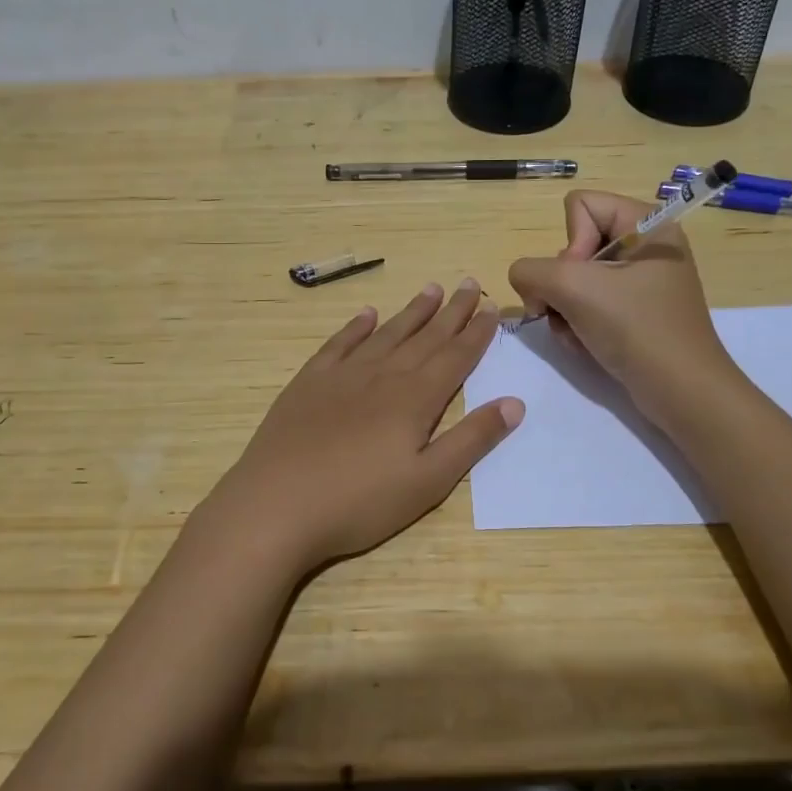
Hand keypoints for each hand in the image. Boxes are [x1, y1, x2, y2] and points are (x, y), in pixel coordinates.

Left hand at [196, 280, 523, 578]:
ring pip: (386, 334)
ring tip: (431, 289)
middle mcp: (382, 376)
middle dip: (451, 312)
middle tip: (470, 284)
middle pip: (424, 337)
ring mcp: (342, 375)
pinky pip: (339, 344)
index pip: (455, 357)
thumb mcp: (428, 482)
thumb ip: (472, 440)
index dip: (476, 333)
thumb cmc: (359, 502)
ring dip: (411, 312)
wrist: (276, 505)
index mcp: (415, 399)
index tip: (491, 308)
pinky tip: (367, 314)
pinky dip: (356, 327)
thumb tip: (515, 402)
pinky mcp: (308, 383)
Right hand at [507, 191, 735, 420]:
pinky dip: (577, 324)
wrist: (682, 392)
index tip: (582, 280)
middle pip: (573, 245)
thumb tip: (524, 281)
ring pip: (574, 279)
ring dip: (564, 309)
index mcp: (647, 224)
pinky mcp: (634, 312)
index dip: (570, 243)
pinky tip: (585, 344)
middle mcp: (645, 246)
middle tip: (569, 312)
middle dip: (561, 284)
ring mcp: (640, 281)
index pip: (580, 206)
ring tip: (576, 334)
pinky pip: (588, 304)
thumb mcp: (574, 289)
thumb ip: (531, 271)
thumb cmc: (636, 328)